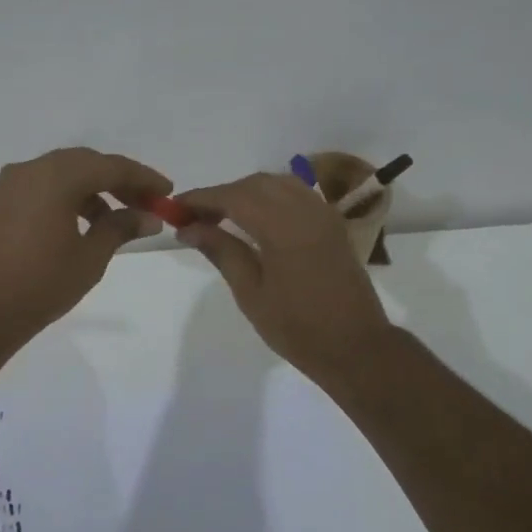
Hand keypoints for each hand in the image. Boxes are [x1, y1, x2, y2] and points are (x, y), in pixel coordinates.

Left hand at [0, 147, 171, 339]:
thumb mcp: (90, 256)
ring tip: (119, 221)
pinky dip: (70, 197)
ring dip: (95, 190)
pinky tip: (86, 225)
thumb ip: (121, 228)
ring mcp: (13, 184)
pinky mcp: (3, 202)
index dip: (143, 178)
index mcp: (57, 176)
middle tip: (146, 204)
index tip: (167, 192)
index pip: (111, 166)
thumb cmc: (41, 283)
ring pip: (65, 174)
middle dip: (119, 181)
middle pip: (87, 164)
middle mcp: (33, 169)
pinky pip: (46, 187)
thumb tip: (148, 217)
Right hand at [175, 173, 394, 381]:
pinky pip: (297, 195)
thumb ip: (221, 251)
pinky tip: (256, 220)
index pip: (233, 197)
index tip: (175, 208)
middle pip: (255, 184)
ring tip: (222, 218)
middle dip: (222, 194)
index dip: (201, 198)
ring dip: (247, 193)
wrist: (356, 347)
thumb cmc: (297, 328)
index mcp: (283, 227)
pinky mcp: (332, 224)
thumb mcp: (250, 293)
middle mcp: (305, 210)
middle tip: (195, 218)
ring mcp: (323, 214)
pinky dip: (271, 197)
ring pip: (278, 184)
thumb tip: (188, 228)